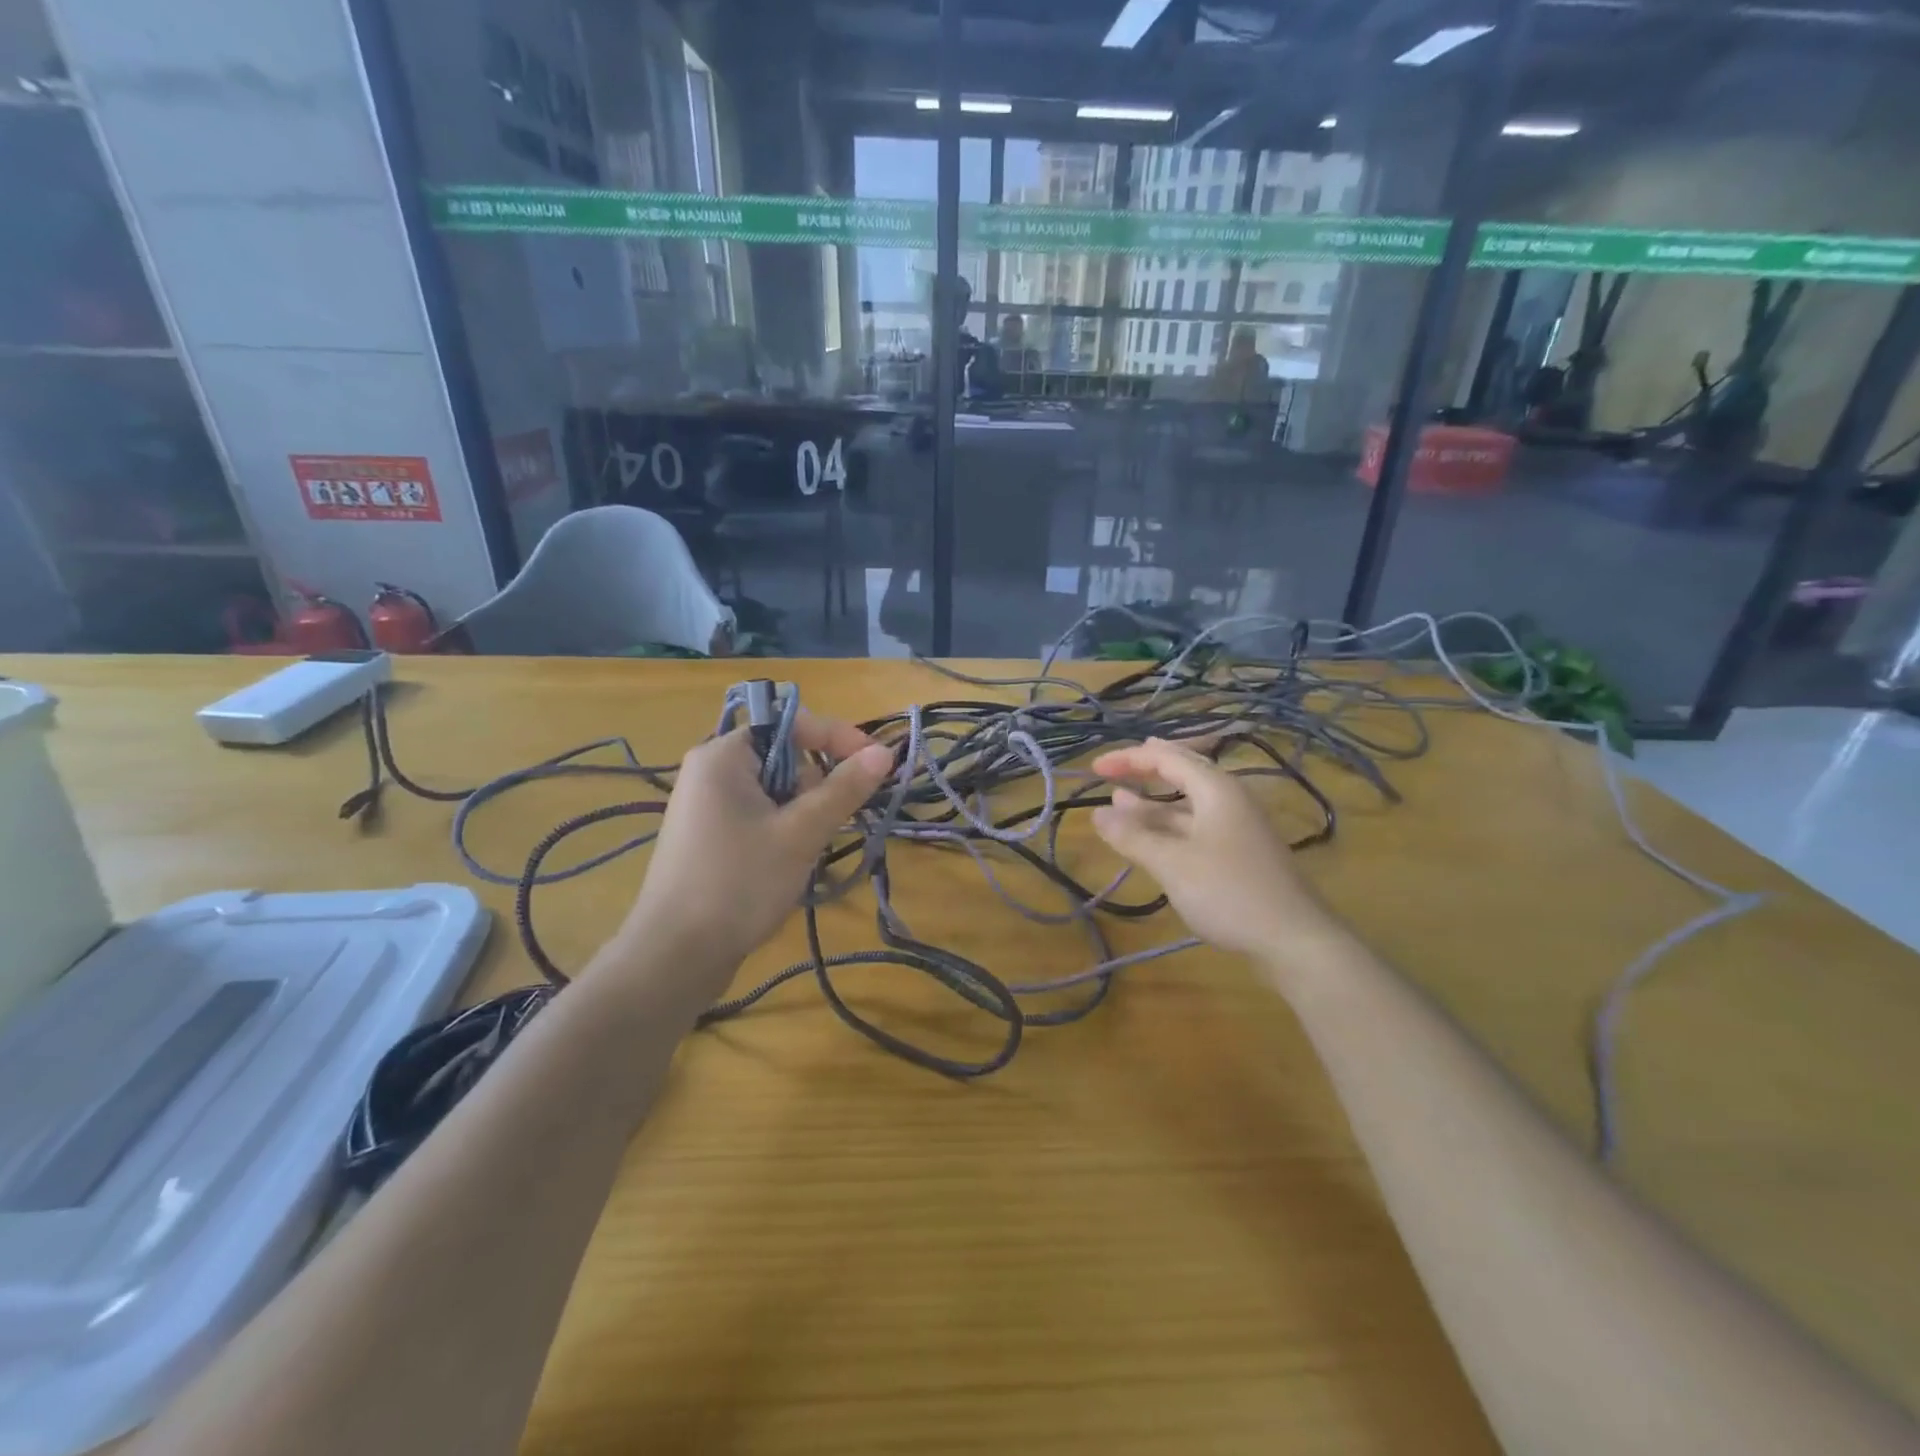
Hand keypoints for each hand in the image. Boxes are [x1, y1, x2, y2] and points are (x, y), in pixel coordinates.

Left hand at [615, 712, 893, 985]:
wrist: (675, 956)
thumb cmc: (739, 883)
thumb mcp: (801, 833)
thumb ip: (844, 788)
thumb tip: (885, 752)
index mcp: (724, 755)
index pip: (791, 723)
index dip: (837, 737)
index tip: (876, 764)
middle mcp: (711, 770)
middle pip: (784, 756)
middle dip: (817, 784)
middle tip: (830, 823)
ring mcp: (707, 805)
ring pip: (775, 789)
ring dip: (803, 812)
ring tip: (806, 850)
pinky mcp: (709, 835)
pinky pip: (759, 813)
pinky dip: (783, 828)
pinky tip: (787, 862)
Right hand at [1090, 737, 1336, 962]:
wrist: (1295, 940)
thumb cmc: (1230, 892)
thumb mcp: (1172, 863)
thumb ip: (1133, 836)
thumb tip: (1097, 813)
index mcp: (1217, 789)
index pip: (1167, 758)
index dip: (1128, 758)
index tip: (1094, 768)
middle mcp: (1229, 800)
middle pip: (1182, 772)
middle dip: (1145, 770)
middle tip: (1113, 769)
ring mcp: (1236, 828)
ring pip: (1187, 804)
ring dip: (1152, 802)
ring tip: (1119, 801)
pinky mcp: (1238, 854)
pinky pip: (1195, 826)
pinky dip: (1167, 827)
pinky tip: (1150, 838)